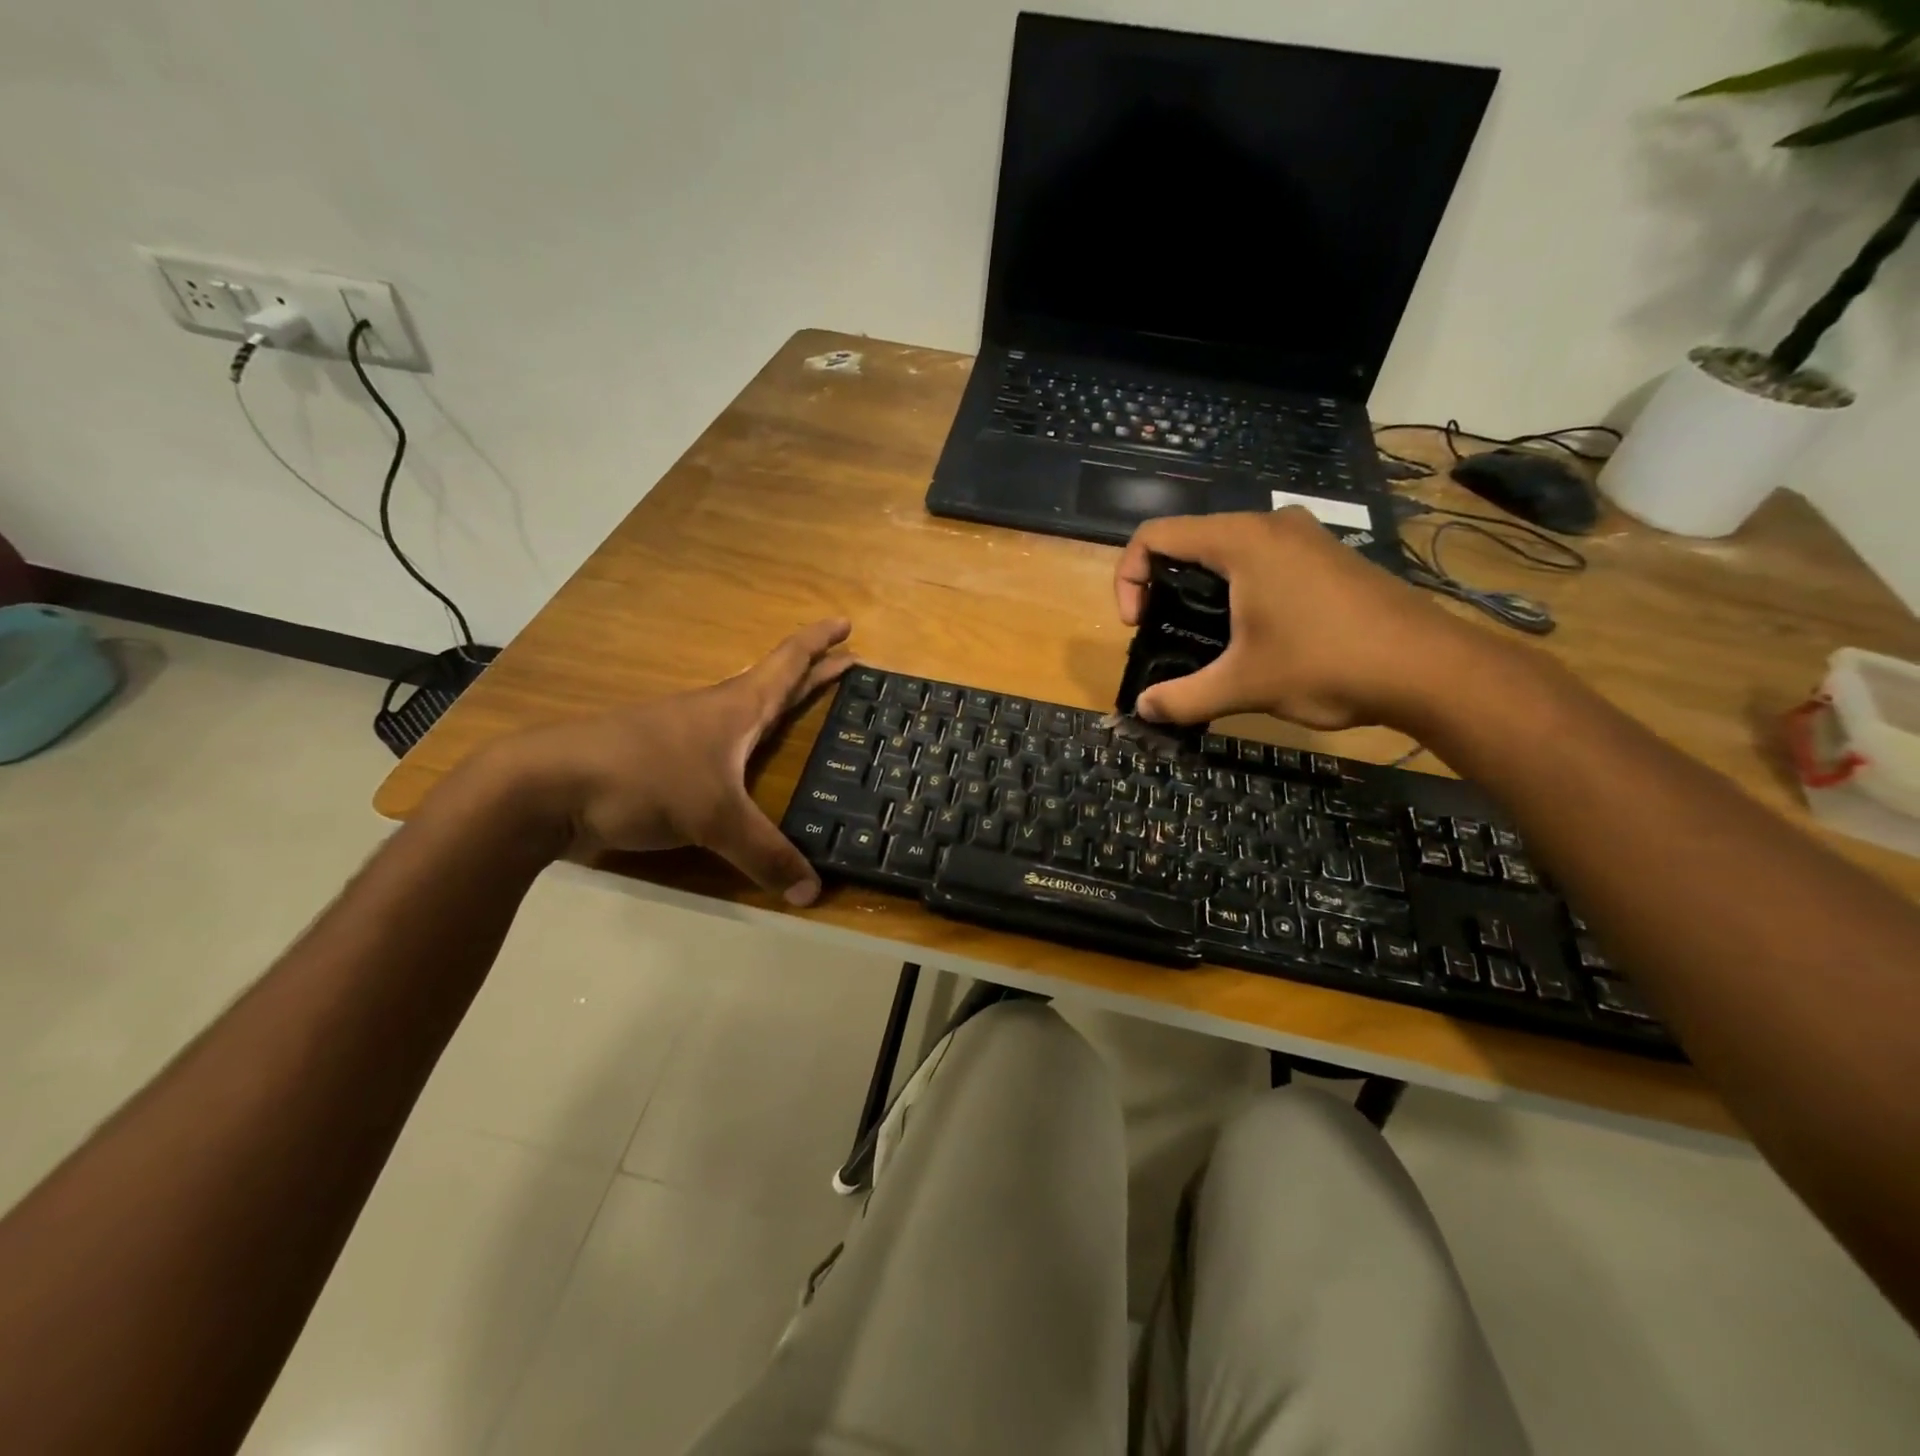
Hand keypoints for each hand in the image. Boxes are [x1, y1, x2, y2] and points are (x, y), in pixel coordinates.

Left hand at [484, 619, 855, 904]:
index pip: (788, 663)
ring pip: (745, 712)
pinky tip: (746, 764)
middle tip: (846, 664)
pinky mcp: (663, 762)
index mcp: (738, 708)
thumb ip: (765, 855)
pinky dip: (748, 742)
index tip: (846, 623)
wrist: (549, 787)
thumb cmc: (644, 779)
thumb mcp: (715, 819)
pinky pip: (722, 744)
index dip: (819, 643)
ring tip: (802, 711)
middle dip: (811, 672)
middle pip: (773, 683)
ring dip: (778, 705)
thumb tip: (813, 893)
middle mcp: (716, 713)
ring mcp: (686, 736)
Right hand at [1114, 509, 1480, 732]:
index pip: (1154, 537)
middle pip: (1190, 541)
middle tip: (1167, 633)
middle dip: (1163, 587)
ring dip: (1203, 589)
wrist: (1429, 668)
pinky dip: (1240, 589)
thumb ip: (1182, 698)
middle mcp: (1270, 525)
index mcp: (1240, 541)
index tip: (1137, 627)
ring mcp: (1305, 537)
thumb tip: (1144, 710)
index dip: (1128, 579)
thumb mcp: (1243, 686)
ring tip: (1209, 637)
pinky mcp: (1328, 557)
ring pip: (1228, 550)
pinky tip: (1257, 634)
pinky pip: (1263, 560)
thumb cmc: (1325, 664)